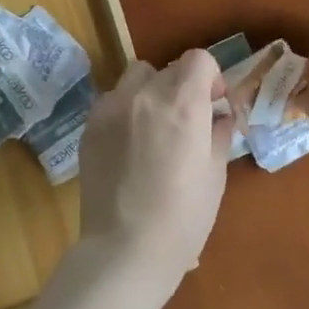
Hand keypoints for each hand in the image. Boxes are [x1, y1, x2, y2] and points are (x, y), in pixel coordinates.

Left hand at [77, 50, 233, 290]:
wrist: (125, 249)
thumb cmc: (183, 217)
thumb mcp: (215, 175)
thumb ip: (219, 134)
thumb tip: (219, 116)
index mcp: (183, 103)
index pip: (198, 59)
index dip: (211, 77)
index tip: (213, 104)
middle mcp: (144, 95)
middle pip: (168, 69)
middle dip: (182, 87)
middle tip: (186, 122)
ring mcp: (111, 108)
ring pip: (135, 78)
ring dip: (150, 92)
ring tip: (154, 128)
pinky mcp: (89, 127)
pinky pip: (112, 101)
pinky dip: (125, 110)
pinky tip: (129, 145)